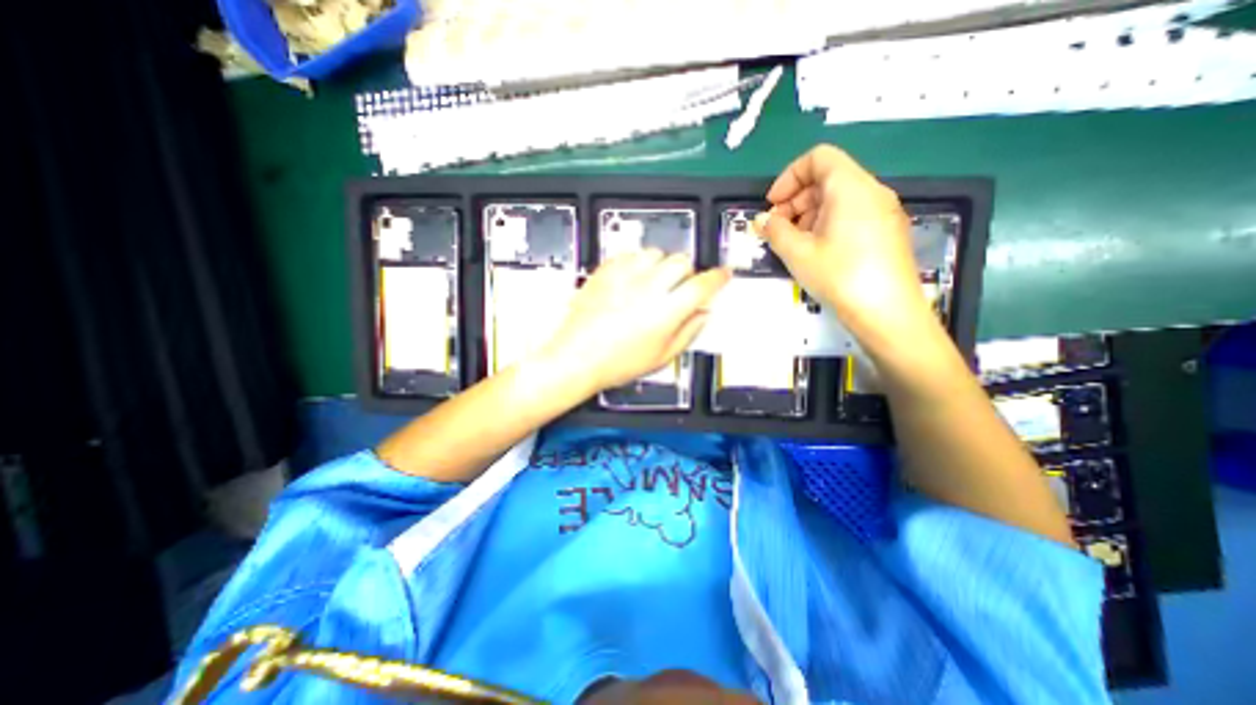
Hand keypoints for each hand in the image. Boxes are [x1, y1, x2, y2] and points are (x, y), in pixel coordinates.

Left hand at [536, 252, 727, 396]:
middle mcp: (648, 288)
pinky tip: (632, 280)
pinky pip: (630, 254)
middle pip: (681, 261)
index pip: (702, 285)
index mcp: (666, 312)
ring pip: (656, 253)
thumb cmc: (617, 363)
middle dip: (687, 272)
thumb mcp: (661, 357)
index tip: (722, 274)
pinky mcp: (606, 271)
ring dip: (661, 265)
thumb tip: (704, 313)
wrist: (576, 357)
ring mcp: (624, 276)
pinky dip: (638, 263)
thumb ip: (688, 332)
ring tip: (653, 283)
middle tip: (679, 288)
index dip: (717, 278)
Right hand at [755, 142, 931, 352]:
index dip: (789, 177)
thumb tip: (762, 220)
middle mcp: (871, 192)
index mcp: (851, 187)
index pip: (818, 158)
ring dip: (808, 215)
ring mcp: (882, 212)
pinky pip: (851, 215)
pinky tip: (816, 252)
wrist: (888, 313)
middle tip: (776, 230)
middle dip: (795, 200)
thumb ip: (775, 231)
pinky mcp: (886, 232)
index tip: (772, 205)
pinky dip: (826, 225)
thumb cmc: (840, 276)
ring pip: (838, 199)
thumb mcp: (798, 253)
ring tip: (793, 244)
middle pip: (827, 178)